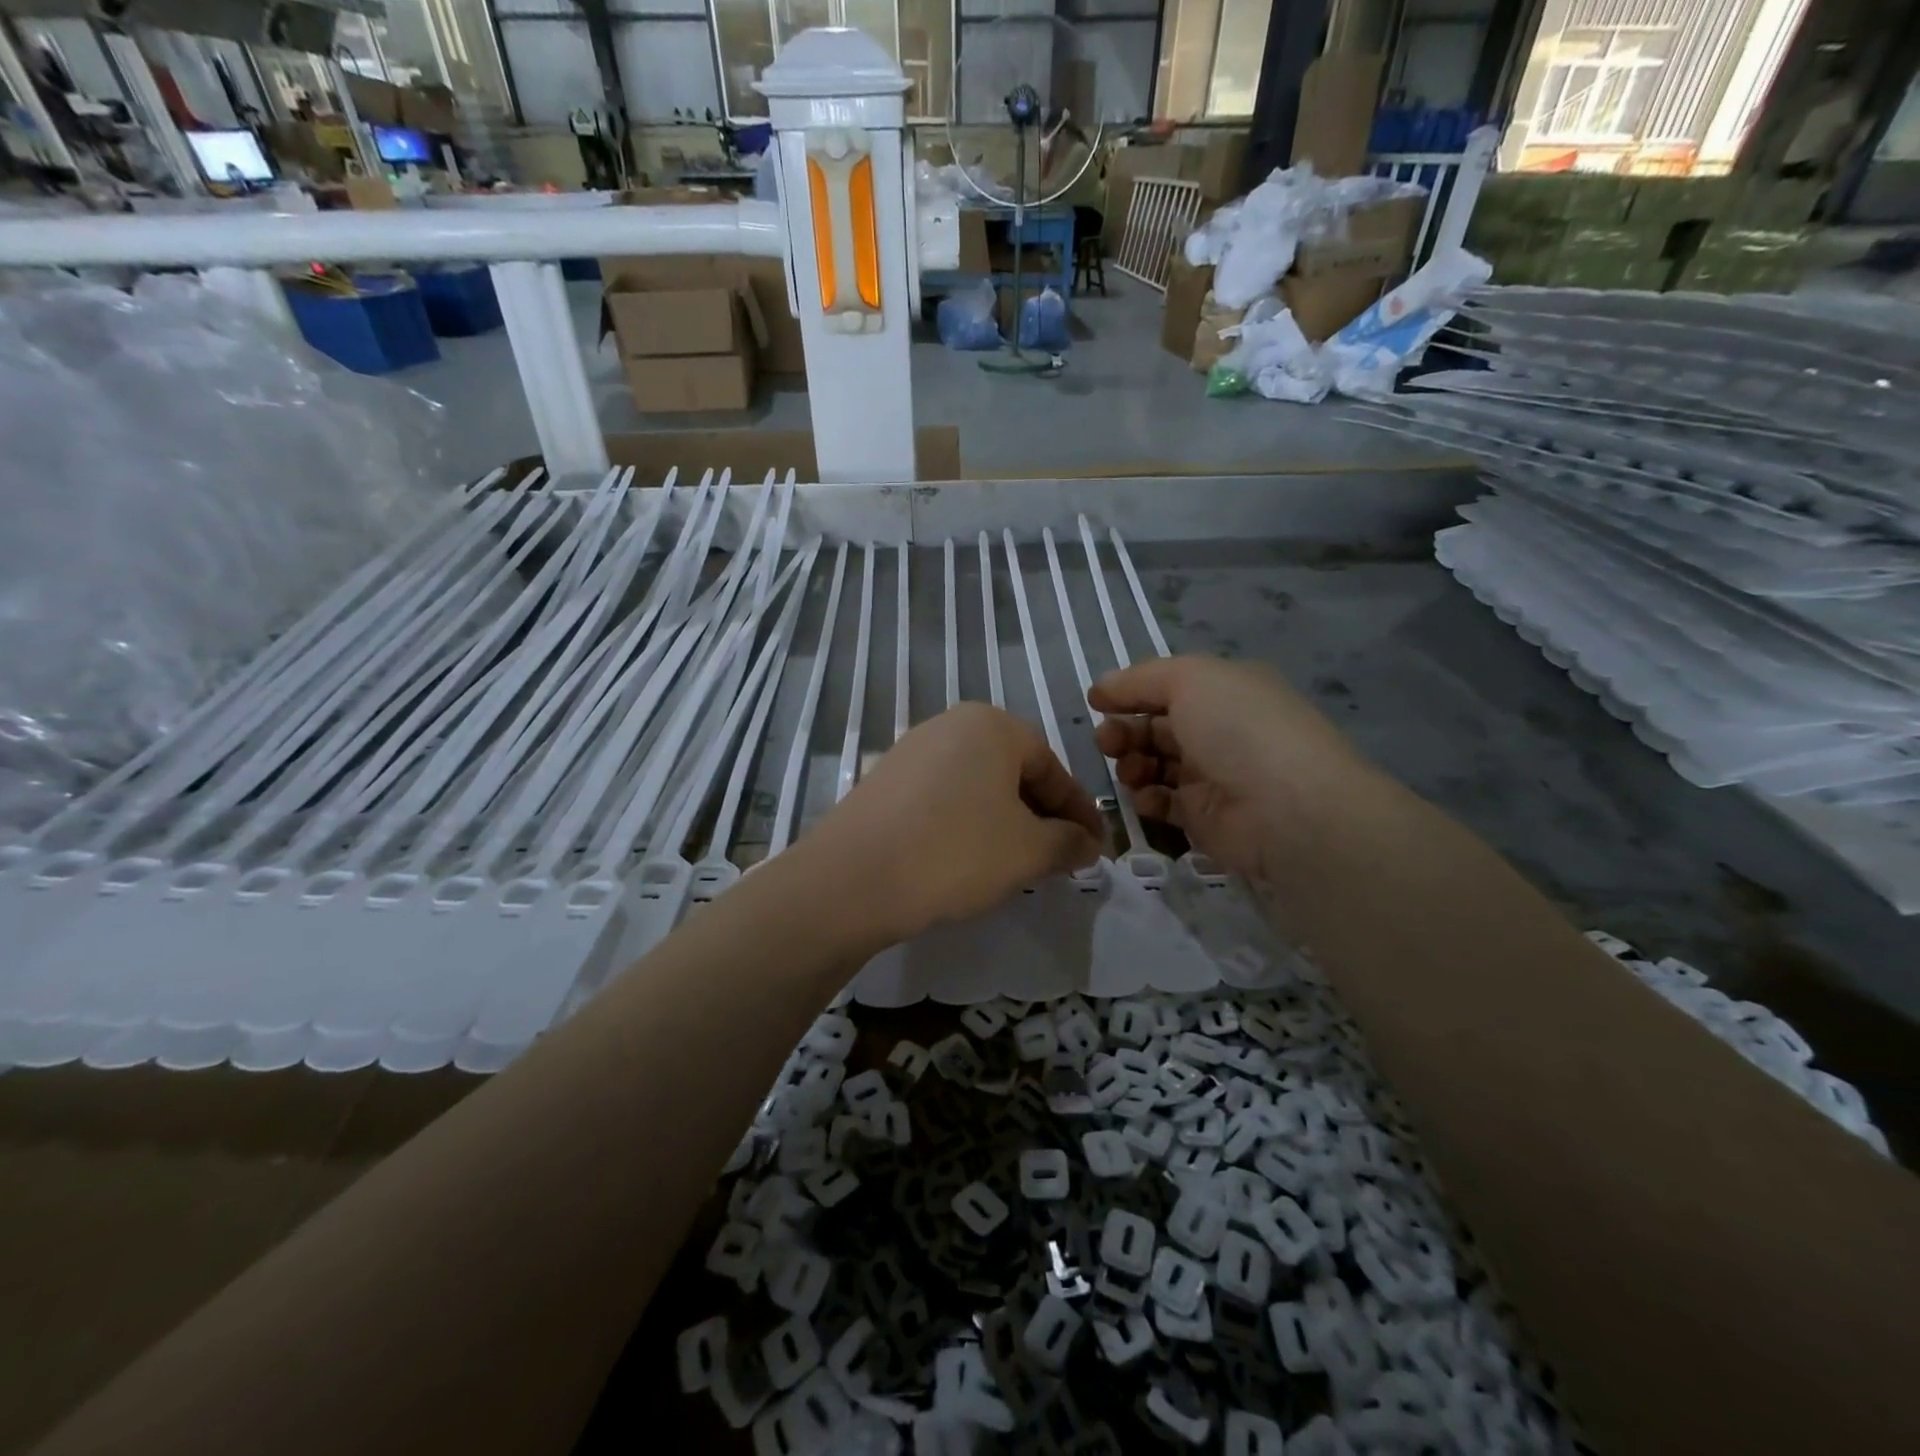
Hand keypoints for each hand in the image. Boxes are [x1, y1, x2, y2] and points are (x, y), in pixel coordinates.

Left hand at [801, 703, 1103, 944]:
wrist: (853, 879)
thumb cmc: (956, 852)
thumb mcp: (1028, 851)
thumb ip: (1068, 842)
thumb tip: (1088, 843)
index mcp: (992, 725)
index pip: (1052, 767)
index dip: (1079, 810)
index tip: (1096, 846)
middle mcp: (950, 725)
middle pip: (1013, 772)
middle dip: (1041, 816)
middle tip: (1059, 856)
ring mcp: (911, 750)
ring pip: (977, 786)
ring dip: (1004, 821)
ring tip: (1016, 862)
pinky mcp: (883, 781)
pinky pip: (942, 798)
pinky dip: (966, 824)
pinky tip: (966, 858)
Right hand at [1090, 656, 1373, 880]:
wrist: (1287, 809)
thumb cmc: (1239, 729)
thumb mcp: (1190, 679)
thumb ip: (1139, 680)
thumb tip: (1101, 689)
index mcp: (1226, 692)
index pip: (1168, 687)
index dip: (1130, 693)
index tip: (1096, 703)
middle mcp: (1221, 731)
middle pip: (1157, 727)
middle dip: (1125, 731)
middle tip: (1107, 741)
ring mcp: (1215, 777)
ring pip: (1156, 765)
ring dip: (1132, 764)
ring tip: (1129, 770)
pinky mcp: (1206, 818)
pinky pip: (1165, 804)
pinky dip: (1148, 799)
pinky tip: (1146, 798)